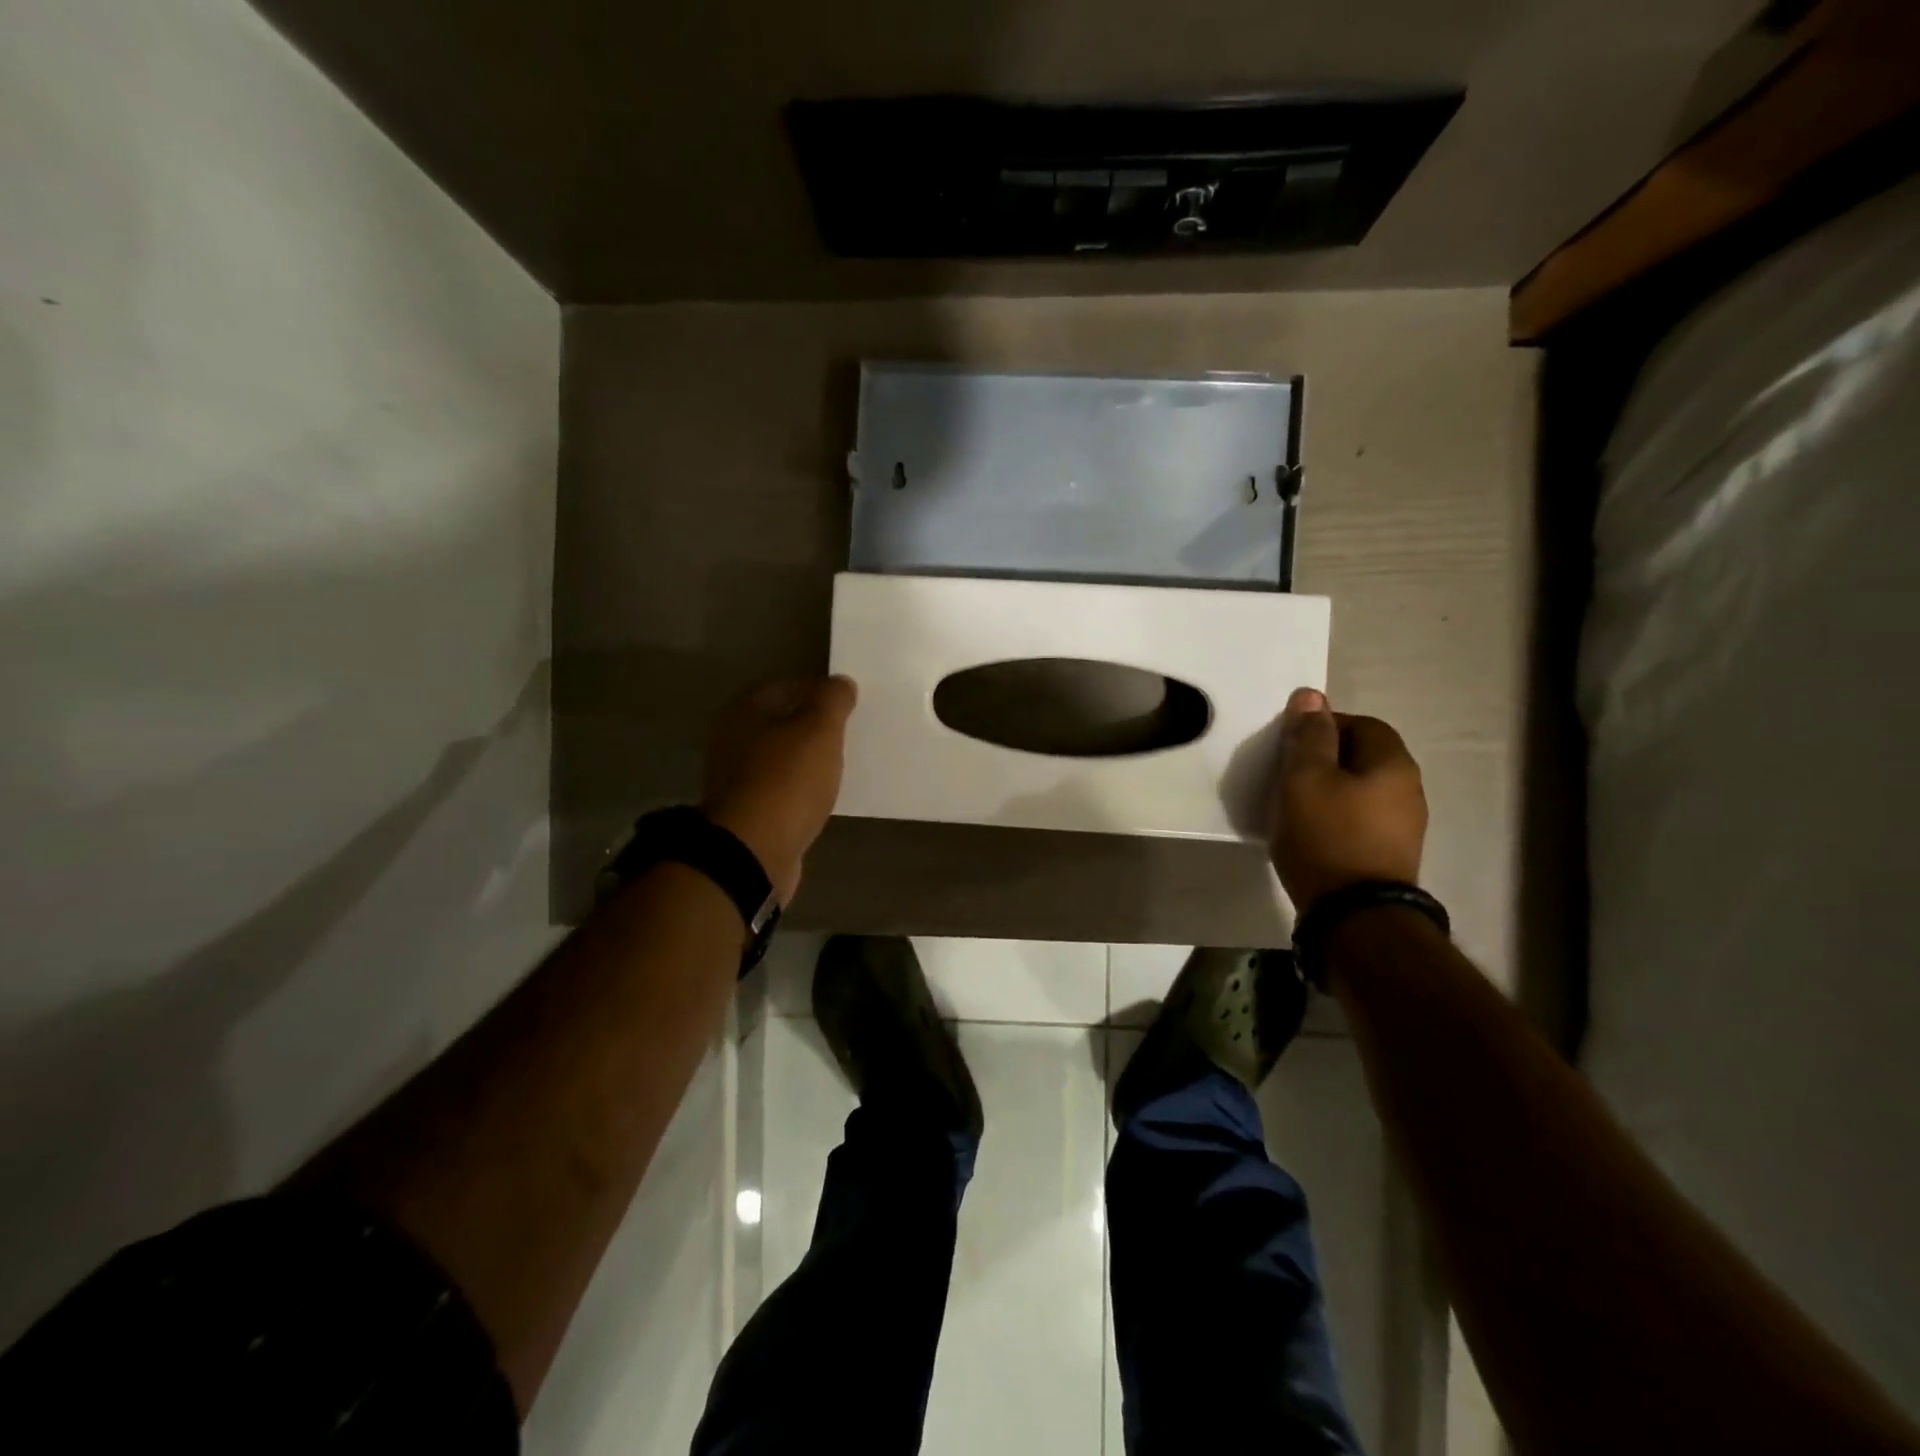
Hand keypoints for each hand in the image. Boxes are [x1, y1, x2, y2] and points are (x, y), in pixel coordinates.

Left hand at [701, 675, 856, 904]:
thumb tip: (841, 683)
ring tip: (840, 764)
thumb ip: (833, 700)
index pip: (788, 685)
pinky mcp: (746, 810)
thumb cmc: (786, 781)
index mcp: (745, 710)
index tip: (850, 704)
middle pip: (782, 722)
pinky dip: (801, 788)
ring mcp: (736, 778)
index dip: (821, 690)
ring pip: (781, 756)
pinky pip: (781, 788)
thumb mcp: (819, 730)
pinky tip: (822, 795)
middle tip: (849, 733)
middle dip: (814, 725)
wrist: (753, 851)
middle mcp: (732, 739)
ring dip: (808, 758)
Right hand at [1266, 687, 1427, 914]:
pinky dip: (1336, 816)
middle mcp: (1409, 790)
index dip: (1324, 726)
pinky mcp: (1390, 855)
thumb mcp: (1305, 778)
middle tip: (1287, 774)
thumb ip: (1308, 736)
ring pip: (1361, 789)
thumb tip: (1311, 696)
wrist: (1354, 916)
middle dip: (1325, 758)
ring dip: (1330, 789)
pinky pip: (1361, 819)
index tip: (1290, 745)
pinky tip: (1312, 832)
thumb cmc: (1327, 836)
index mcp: (1393, 764)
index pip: (1361, 723)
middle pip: (1363, 757)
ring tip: (1294, 805)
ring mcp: (1404, 826)